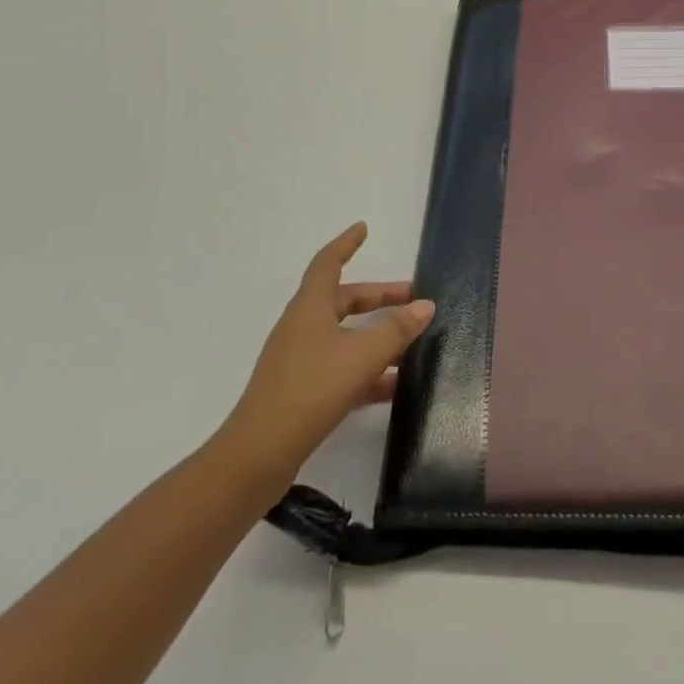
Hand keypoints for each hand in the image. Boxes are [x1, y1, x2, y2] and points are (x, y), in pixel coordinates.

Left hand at [217, 223, 434, 497]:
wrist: (258, 455)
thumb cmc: (310, 389)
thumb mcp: (362, 355)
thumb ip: (396, 330)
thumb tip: (425, 306)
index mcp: (311, 307)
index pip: (328, 263)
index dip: (346, 244)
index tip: (363, 228)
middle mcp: (303, 327)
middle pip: (344, 300)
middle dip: (378, 297)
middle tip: (411, 297)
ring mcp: (300, 360)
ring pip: (345, 336)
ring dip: (376, 337)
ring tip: (412, 345)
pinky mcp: (302, 392)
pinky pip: (341, 369)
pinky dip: (367, 371)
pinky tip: (394, 387)